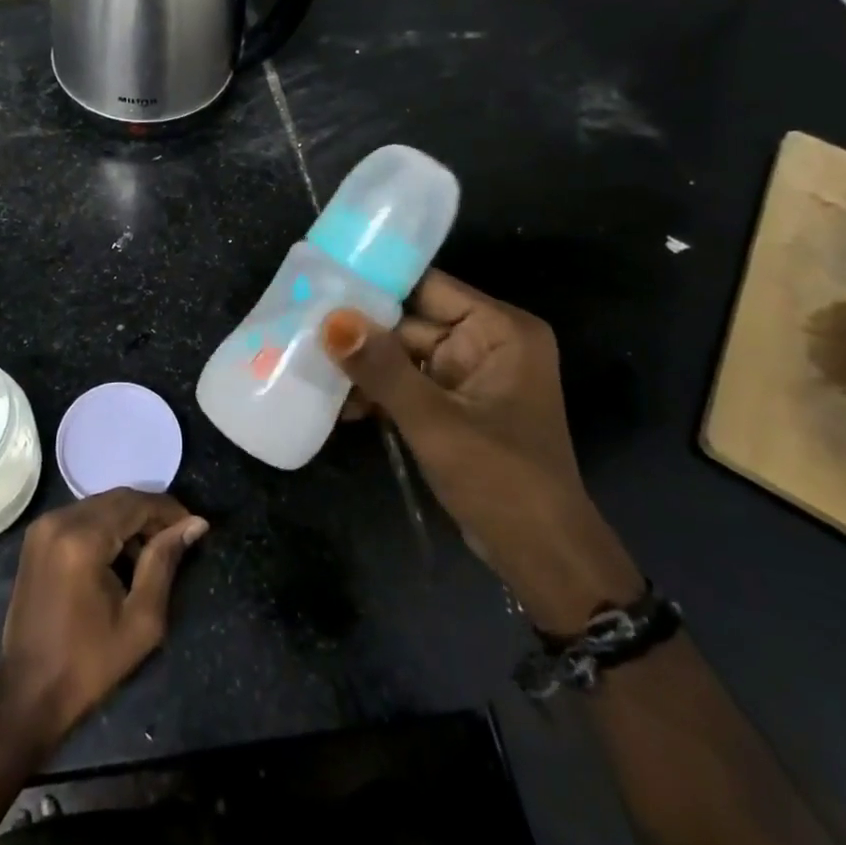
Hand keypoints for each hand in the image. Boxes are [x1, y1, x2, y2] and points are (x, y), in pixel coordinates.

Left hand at [0, 489, 207, 746]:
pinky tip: (120, 556)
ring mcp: (44, 525)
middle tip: (176, 540)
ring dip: (129, 520)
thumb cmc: (89, 663)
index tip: (194, 526)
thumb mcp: (141, 620)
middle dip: (150, 514)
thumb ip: (165, 562)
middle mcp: (60, 520)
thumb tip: (195, 524)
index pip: (135, 504)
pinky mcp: (37, 536)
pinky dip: (106, 526)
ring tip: (151, 553)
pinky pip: (82, 516)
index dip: (168, 510)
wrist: (28, 689)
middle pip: (117, 499)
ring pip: (100, 505)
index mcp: (82, 539)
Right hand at [324, 272, 639, 631]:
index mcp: (500, 330)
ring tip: (310, 369)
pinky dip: (377, 392)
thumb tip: (331, 321)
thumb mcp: (435, 422)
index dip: (375, 285)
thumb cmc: (502, 482)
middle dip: (360, 333)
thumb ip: (382, 369)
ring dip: (362, 368)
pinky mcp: (454, 404)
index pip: (427, 288)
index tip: (320, 283)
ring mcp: (468, 375)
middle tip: (301, 331)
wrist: (543, 561)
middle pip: (409, 321)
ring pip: (401, 354)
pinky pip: (406, 382)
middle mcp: (486, 342)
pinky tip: (338, 405)